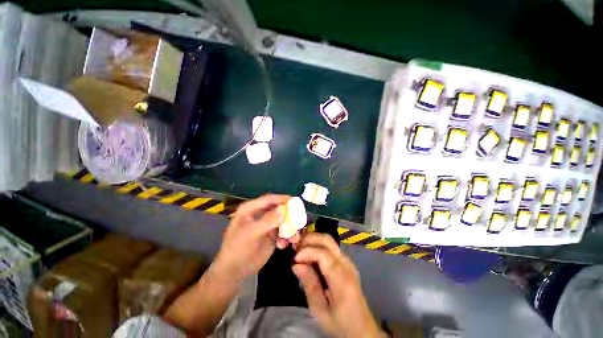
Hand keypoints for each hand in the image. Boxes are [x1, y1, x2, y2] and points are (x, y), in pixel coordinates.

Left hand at [214, 194, 297, 280]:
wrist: (234, 271)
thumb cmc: (238, 248)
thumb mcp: (251, 233)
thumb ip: (268, 220)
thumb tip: (284, 209)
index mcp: (251, 209)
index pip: (269, 199)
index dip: (282, 199)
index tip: (296, 201)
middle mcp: (260, 214)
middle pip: (279, 209)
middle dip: (289, 215)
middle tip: (300, 220)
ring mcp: (267, 225)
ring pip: (283, 221)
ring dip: (290, 228)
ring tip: (294, 237)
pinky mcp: (272, 235)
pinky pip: (283, 232)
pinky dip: (286, 237)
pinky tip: (283, 246)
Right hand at [293, 233, 382, 337]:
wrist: (361, 328)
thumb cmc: (340, 323)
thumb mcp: (320, 311)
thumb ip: (309, 285)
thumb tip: (296, 265)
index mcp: (342, 279)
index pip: (324, 254)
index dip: (307, 252)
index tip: (294, 259)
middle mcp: (347, 264)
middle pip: (327, 240)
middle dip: (309, 239)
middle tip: (295, 247)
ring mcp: (348, 261)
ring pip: (329, 240)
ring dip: (313, 240)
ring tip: (300, 249)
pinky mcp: (346, 262)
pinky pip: (330, 246)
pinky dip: (317, 244)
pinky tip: (309, 253)